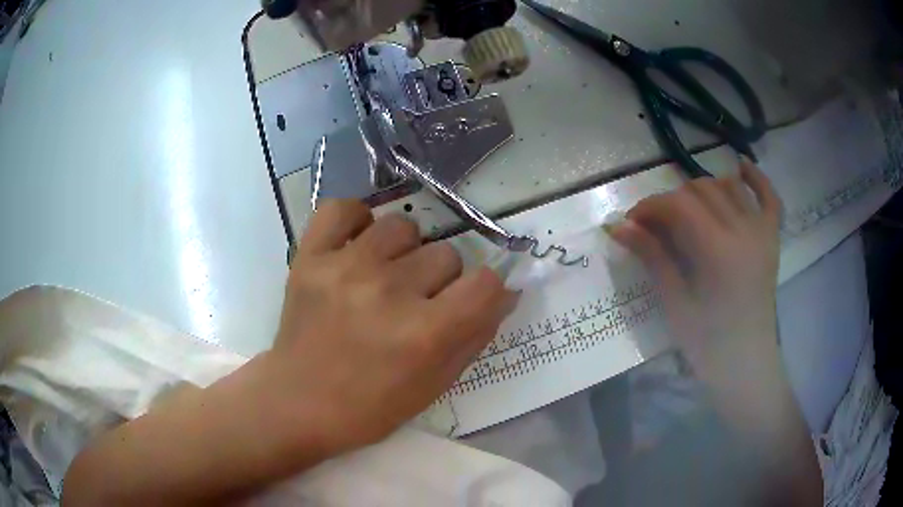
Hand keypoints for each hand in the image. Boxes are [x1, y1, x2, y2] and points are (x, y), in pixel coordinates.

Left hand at [267, 200, 513, 454]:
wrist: (299, 402)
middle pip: (446, 254)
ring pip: (403, 226)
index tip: (470, 302)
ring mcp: (344, 268)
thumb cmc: (371, 406)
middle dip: (440, 281)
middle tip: (415, 304)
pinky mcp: (309, 257)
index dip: (486, 291)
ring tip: (383, 276)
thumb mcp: (435, 385)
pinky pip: (342, 209)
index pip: (486, 283)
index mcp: (423, 334)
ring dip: (403, 252)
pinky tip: (355, 246)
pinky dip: (355, 221)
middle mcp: (388, 292)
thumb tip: (506, 292)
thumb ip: (476, 335)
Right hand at [610, 159, 782, 377]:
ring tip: (687, 209)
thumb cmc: (708, 344)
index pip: (678, 206)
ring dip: (702, 189)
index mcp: (718, 252)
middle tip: (655, 224)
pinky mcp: (772, 239)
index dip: (649, 207)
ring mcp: (762, 232)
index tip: (631, 222)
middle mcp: (743, 231)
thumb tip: (618, 227)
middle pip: (700, 191)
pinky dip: (756, 179)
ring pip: (728, 187)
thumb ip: (653, 258)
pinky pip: (769, 198)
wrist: (746, 364)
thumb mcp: (676, 304)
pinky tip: (739, 167)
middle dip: (671, 199)